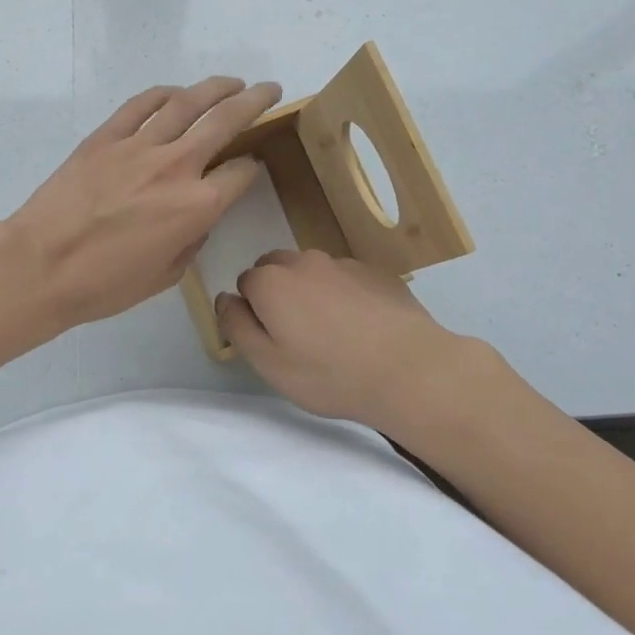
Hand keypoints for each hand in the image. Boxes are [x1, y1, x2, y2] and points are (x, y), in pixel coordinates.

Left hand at [7, 77, 281, 330]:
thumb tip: (197, 217)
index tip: (250, 167)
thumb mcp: (166, 275)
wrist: (40, 265)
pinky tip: (176, 92)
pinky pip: (141, 104)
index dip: (251, 168)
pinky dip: (163, 93)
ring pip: (187, 102)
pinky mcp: (105, 136)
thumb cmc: (104, 284)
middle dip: (255, 101)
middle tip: (270, 89)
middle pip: (226, 120)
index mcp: (198, 205)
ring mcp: (139, 145)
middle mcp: (177, 165)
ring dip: (216, 87)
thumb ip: (191, 239)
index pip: (241, 173)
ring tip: (232, 82)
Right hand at [216, 249, 494, 429]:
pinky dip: (344, 295)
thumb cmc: (329, 374)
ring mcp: (342, 263)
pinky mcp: (374, 271)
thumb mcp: (268, 363)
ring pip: (312, 271)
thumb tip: (225, 298)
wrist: (408, 368)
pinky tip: (363, 328)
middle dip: (279, 294)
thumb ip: (236, 325)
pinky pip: (345, 278)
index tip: (273, 340)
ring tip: (334, 334)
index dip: (254, 312)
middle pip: (276, 269)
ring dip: (311, 292)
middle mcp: (302, 261)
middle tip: (299, 337)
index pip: (245, 284)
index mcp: (270, 281)